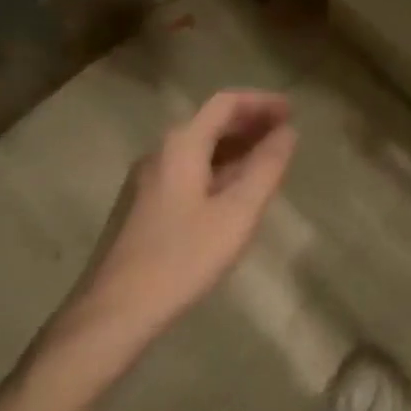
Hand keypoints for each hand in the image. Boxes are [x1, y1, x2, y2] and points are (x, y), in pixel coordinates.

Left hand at [64, 90, 297, 349]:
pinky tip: (234, 191)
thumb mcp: (237, 213)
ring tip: (268, 159)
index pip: (225, 104)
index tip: (293, 111)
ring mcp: (148, 179)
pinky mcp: (144, 205)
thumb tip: (288, 133)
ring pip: (199, 149)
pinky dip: (219, 169)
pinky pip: (189, 171)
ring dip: (235, 147)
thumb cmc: (183, 257)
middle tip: (286, 132)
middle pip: (210, 123)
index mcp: (182, 145)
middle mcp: (161, 152)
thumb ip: (266, 168)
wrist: (117, 309)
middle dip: (250, 123)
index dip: (261, 102)